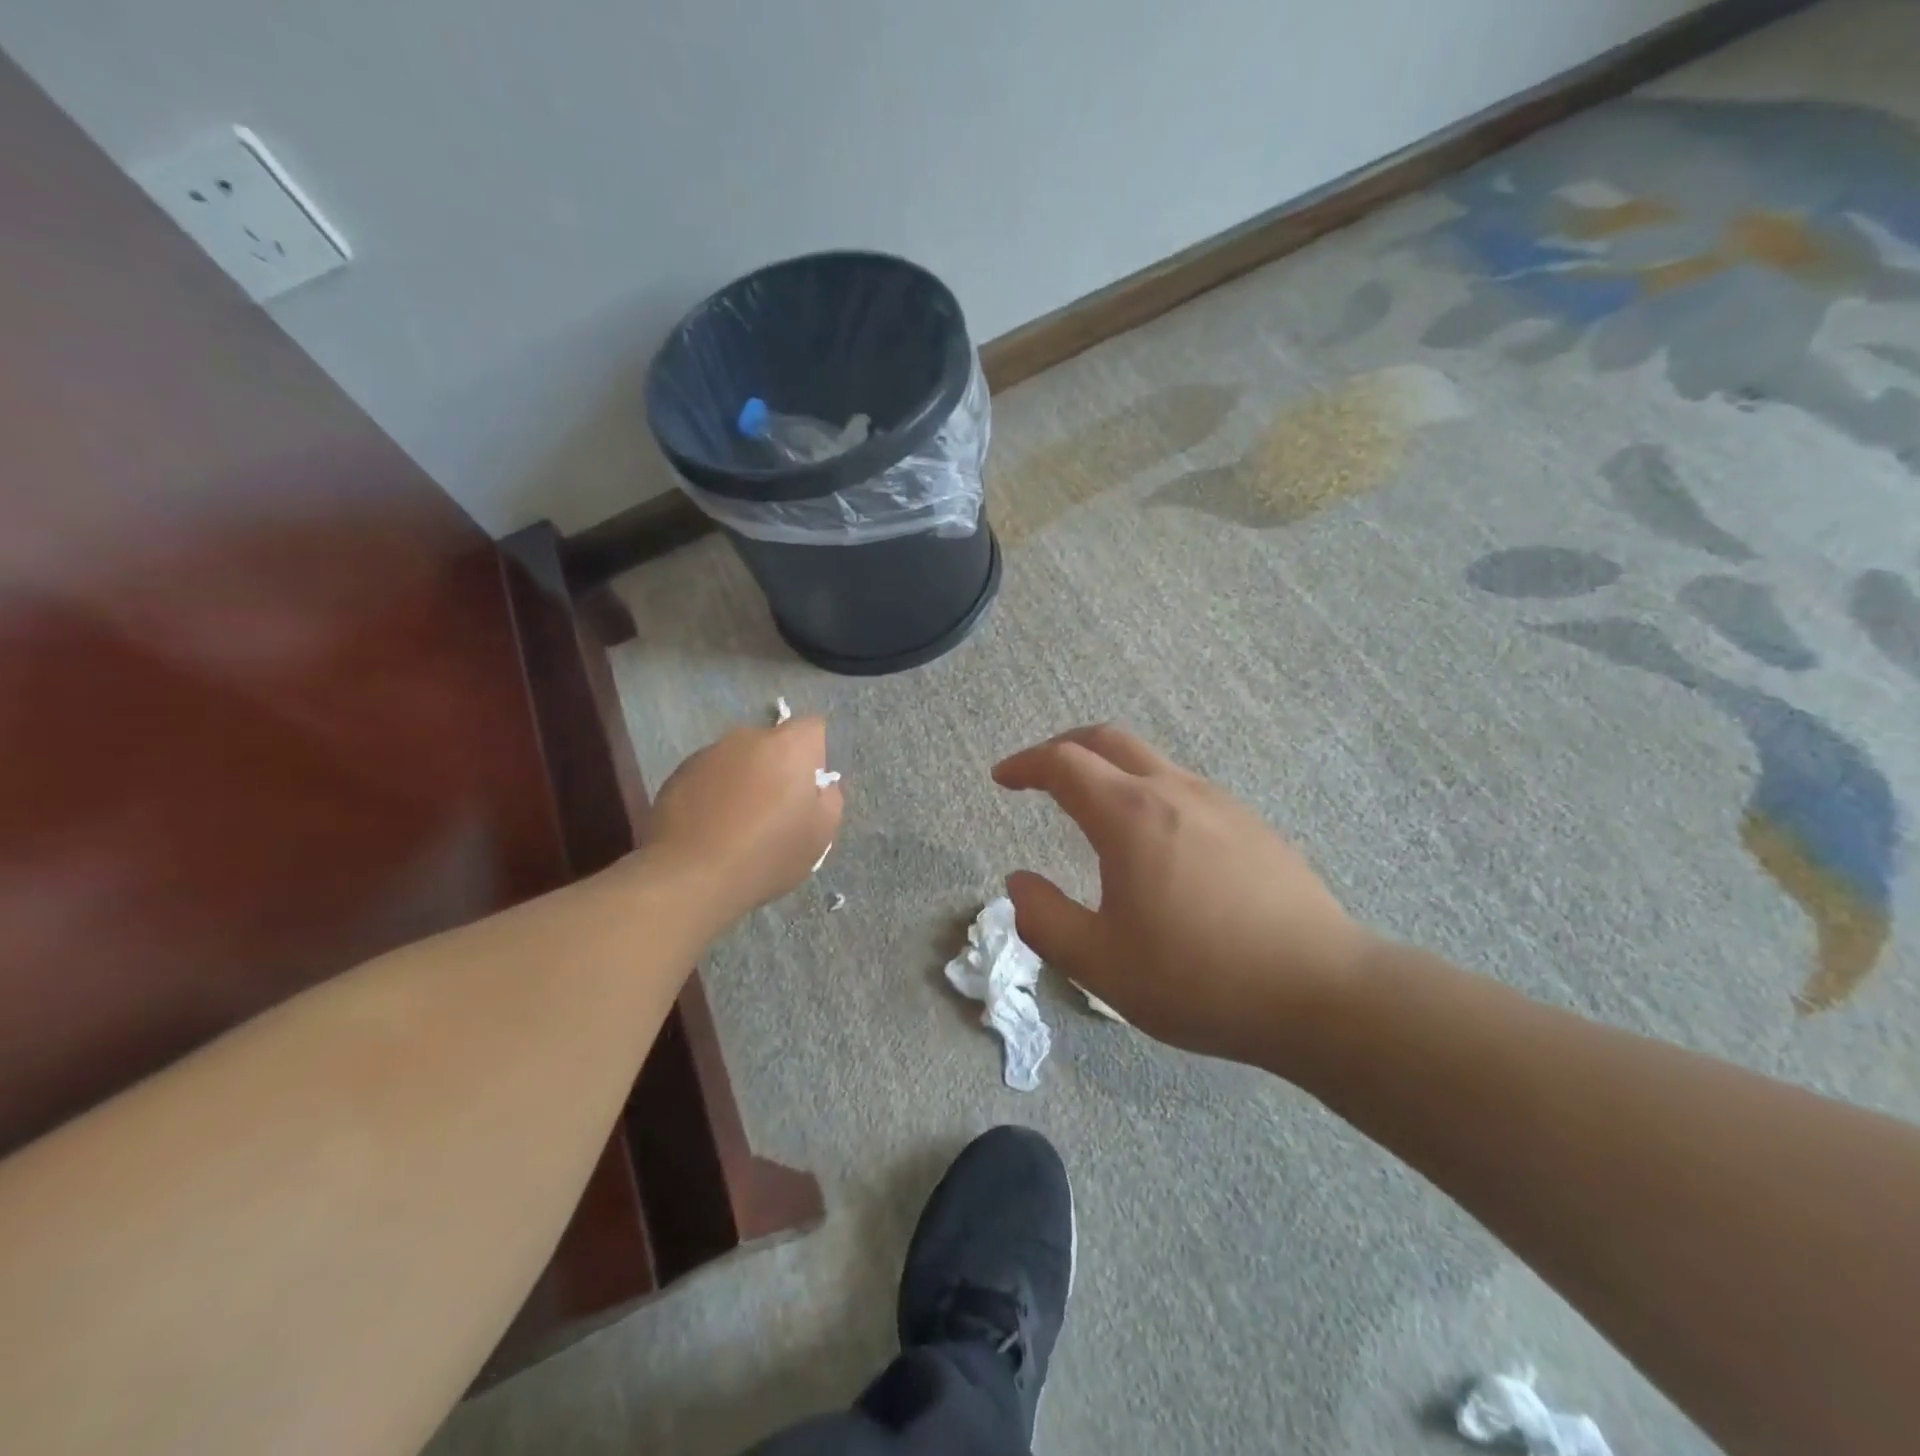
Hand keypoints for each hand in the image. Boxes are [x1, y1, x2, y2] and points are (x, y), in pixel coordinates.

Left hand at [646, 716, 842, 924]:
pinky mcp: (677, 774)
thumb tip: (819, 786)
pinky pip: (708, 776)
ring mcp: (708, 753)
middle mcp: (747, 738)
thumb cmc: (767, 855)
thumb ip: (829, 799)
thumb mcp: (820, 835)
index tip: (809, 787)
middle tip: (775, 808)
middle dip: (777, 765)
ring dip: (743, 779)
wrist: (690, 877)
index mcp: (789, 746)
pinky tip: (709, 827)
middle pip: (772, 742)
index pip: (812, 727)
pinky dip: (713, 792)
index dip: (815, 754)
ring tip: (737, 822)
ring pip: (738, 758)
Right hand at [993, 725, 1374, 1067]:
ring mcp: (1221, 803)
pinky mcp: (1252, 825)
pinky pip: (1185, 788)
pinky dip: (1147, 791)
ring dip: (1109, 769)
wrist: (1322, 993)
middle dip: (1064, 747)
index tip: (1002, 778)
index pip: (1064, 764)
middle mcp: (1175, 792)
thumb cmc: (1200, 980)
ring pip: (1150, 761)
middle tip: (1038, 774)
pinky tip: (1155, 843)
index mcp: (1131, 816)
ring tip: (1092, 809)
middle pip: (1108, 740)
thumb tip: (1018, 883)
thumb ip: (1045, 920)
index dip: (1026, 764)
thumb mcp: (1101, 965)